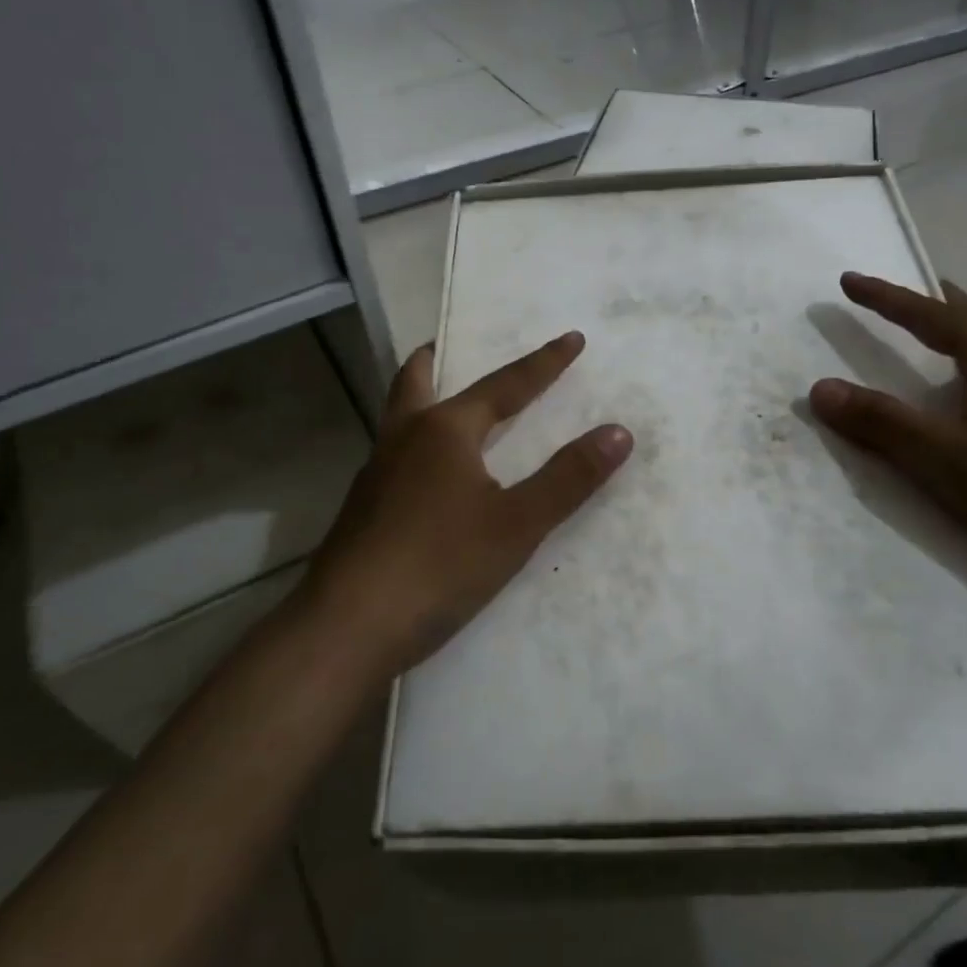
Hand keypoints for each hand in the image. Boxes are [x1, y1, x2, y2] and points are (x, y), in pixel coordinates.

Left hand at [301, 332, 632, 679]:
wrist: (348, 627)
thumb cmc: (440, 565)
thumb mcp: (517, 523)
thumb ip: (568, 478)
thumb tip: (618, 432)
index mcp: (444, 431)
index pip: (504, 385)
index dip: (544, 364)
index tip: (572, 339)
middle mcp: (403, 440)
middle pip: (416, 381)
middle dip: (435, 359)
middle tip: (445, 345)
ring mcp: (375, 475)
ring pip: (397, 419)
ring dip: (419, 399)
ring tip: (440, 404)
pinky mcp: (362, 511)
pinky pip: (392, 457)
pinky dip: (413, 445)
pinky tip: (425, 477)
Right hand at [809, 273, 966, 597]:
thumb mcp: (941, 457)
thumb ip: (880, 423)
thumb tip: (820, 388)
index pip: (931, 314)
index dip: (886, 297)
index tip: (848, 281)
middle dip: (924, 303)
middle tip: (889, 295)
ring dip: (948, 331)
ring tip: (920, 333)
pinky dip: (961, 365)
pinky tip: (959, 393)